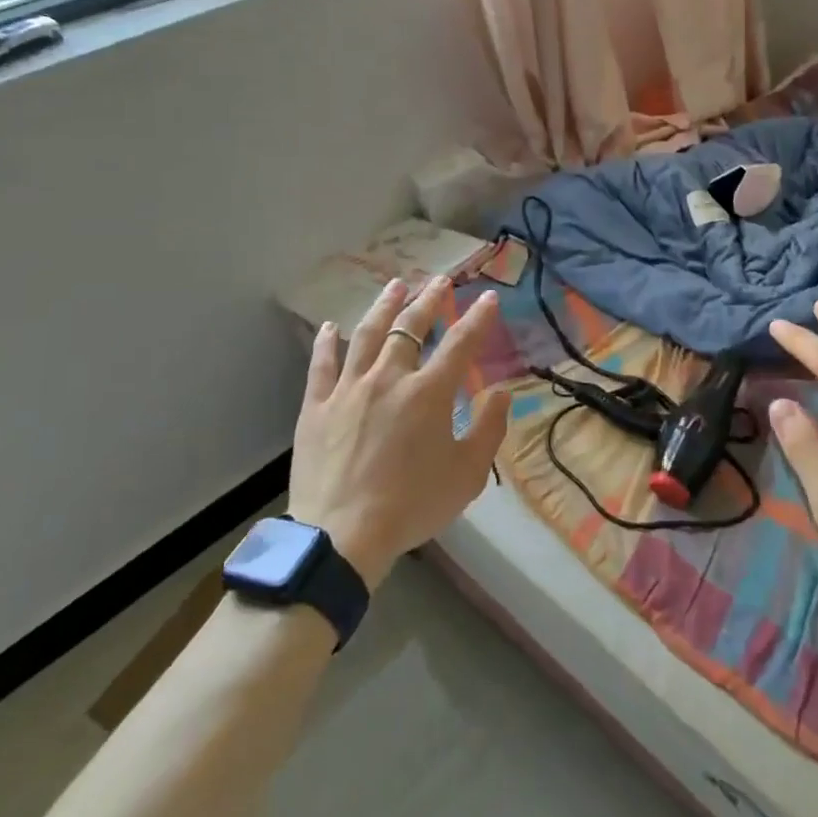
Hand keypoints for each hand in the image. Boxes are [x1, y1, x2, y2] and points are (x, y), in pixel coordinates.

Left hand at [287, 277, 510, 589]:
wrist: (341, 535)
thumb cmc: (412, 505)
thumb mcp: (467, 475)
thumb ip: (488, 429)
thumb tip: (500, 393)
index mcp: (428, 393)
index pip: (460, 343)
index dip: (478, 317)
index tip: (489, 297)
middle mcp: (389, 378)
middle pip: (411, 327)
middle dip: (430, 300)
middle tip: (440, 281)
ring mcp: (349, 388)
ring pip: (368, 335)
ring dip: (385, 306)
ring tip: (395, 285)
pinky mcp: (317, 406)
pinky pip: (322, 364)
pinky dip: (327, 343)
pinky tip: (332, 327)